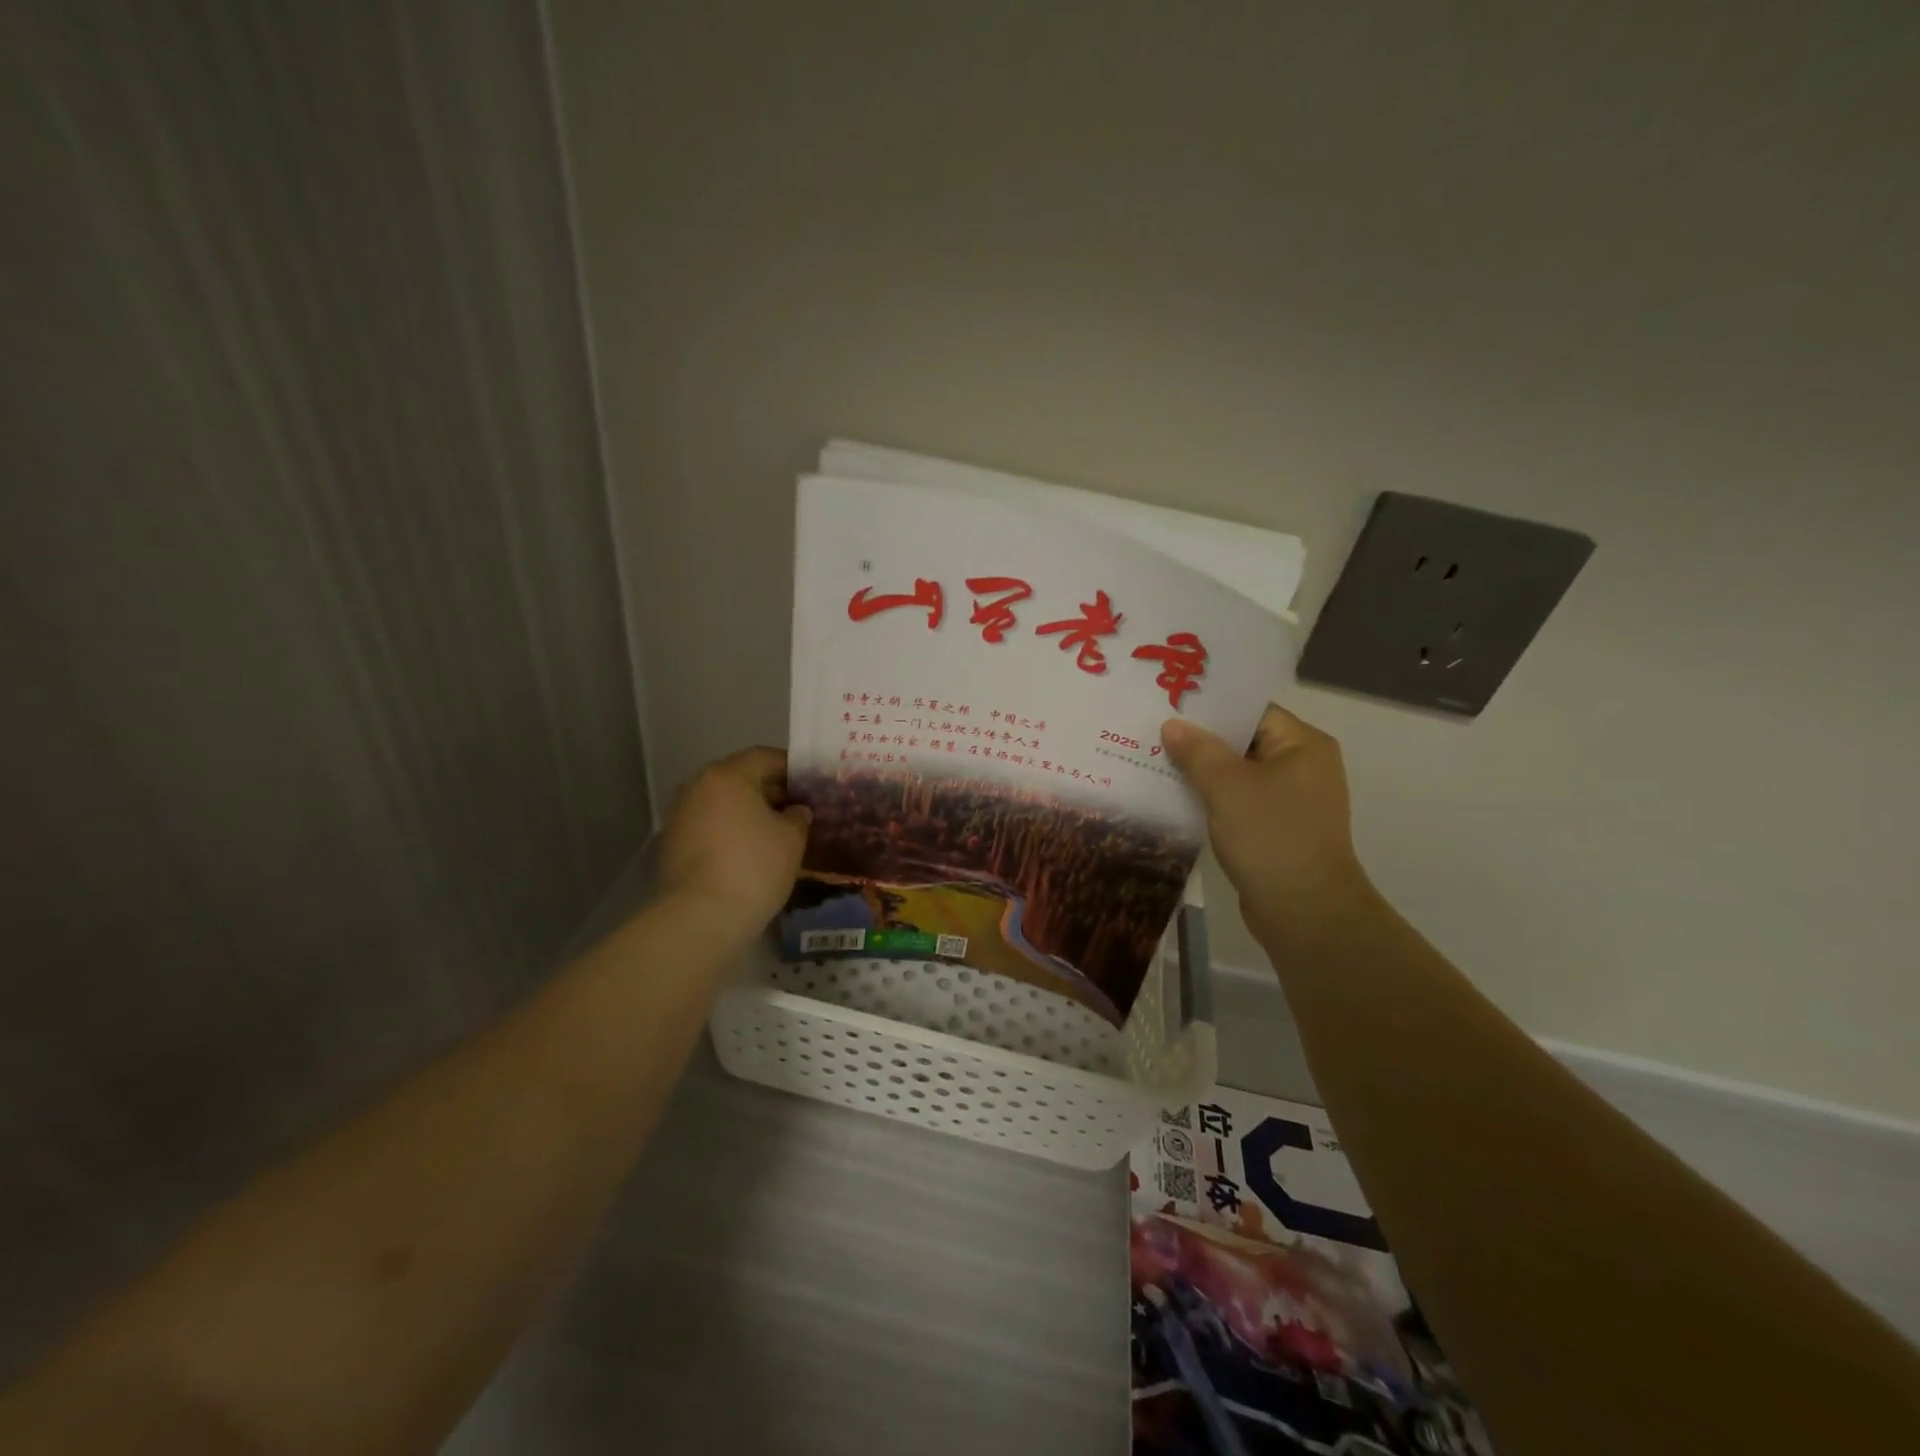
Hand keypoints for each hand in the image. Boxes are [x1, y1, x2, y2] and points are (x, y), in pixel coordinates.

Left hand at [659, 747, 810, 932]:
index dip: (794, 769)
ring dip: (751, 813)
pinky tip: (752, 851)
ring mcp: (681, 815)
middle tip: (800, 810)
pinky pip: (712, 825)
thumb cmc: (753, 867)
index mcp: (728, 775)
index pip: (766, 757)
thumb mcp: (792, 838)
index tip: (813, 786)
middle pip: (742, 778)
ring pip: (725, 803)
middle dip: (772, 791)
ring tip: (779, 833)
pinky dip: (732, 831)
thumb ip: (798, 816)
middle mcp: (699, 786)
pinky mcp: (674, 843)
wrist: (700, 917)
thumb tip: (795, 811)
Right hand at [1161, 705, 1374, 943]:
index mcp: (1302, 745)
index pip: (1251, 712)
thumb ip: (1198, 751)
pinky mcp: (1277, 829)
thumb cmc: (1271, 837)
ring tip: (1155, 761)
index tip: (1169, 705)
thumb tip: (1172, 725)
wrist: (1305, 912)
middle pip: (1243, 742)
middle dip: (1200, 740)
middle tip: (1153, 732)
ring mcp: (1291, 800)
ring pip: (1238, 774)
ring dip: (1202, 772)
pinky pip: (1239, 802)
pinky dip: (1212, 799)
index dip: (1210, 708)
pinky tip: (1176, 798)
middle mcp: (1303, 766)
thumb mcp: (1227, 787)